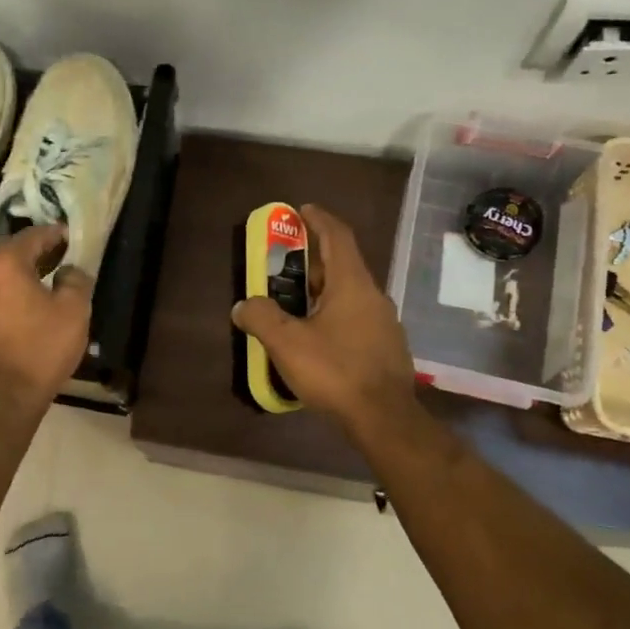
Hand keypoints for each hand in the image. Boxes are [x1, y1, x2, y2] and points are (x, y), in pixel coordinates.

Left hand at [0, 225, 92, 404]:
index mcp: (3, 262)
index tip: (72, 238)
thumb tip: (70, 270)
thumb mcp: (74, 311)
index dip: (56, 234)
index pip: (33, 235)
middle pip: (10, 253)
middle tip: (61, 260)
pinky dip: (6, 299)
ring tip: (44, 287)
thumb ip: (76, 280)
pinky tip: (23, 314)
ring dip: (19, 278)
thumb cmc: (40, 349)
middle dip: (36, 254)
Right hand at [232, 204, 417, 432]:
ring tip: (296, 303)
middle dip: (314, 259)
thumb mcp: (287, 343)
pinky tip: (318, 337)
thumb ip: (261, 317)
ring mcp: (384, 323)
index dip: (319, 219)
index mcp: (352, 284)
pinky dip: (335, 314)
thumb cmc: (335, 371)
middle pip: (343, 265)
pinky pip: (357, 318)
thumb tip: (243, 305)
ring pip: (350, 294)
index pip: (338, 236)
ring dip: (324, 290)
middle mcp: (373, 296)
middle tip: (285, 264)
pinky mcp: (387, 347)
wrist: (384, 418)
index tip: (302, 210)